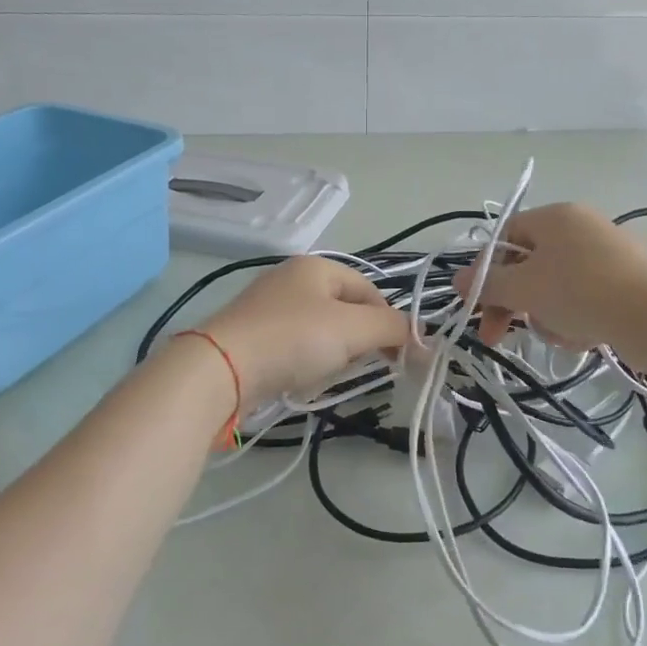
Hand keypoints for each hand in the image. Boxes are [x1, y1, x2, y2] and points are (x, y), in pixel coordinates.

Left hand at [200, 256, 408, 407]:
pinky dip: (304, 364)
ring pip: (321, 333)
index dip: (389, 322)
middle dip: (357, 341)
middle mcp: (291, 279)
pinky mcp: (252, 336)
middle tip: (353, 363)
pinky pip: (295, 348)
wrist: (222, 368)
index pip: (370, 290)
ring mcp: (268, 307)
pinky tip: (298, 380)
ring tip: (321, 374)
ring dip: (331, 356)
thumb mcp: (354, 329)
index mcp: (317, 266)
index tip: (398, 357)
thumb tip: (424, 340)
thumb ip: (393, 329)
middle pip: (346, 312)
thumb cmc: (295, 338)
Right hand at [454, 203, 646, 349]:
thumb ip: (486, 284)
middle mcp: (581, 226)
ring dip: (547, 315)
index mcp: (554, 216)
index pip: (504, 238)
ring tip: (561, 335)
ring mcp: (609, 251)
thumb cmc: (579, 291)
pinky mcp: (629, 279)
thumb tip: (457, 280)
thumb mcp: (523, 289)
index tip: (477, 308)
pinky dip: (577, 318)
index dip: (485, 273)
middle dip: (515, 302)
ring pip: (556, 287)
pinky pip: (585, 297)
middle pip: (529, 265)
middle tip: (499, 336)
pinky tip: (585, 337)